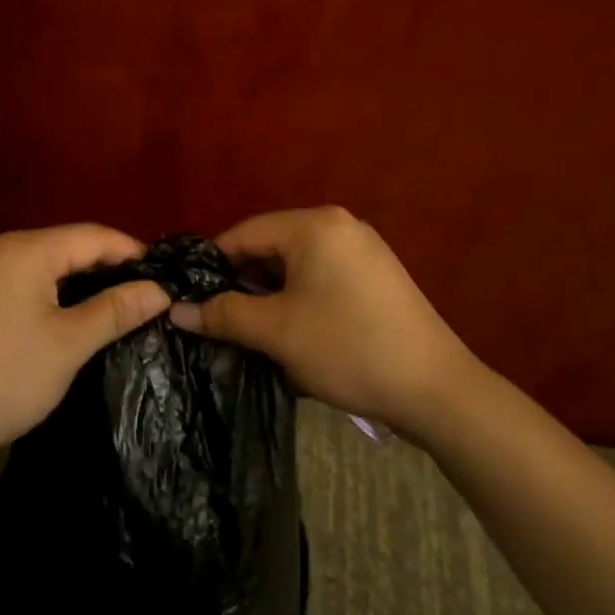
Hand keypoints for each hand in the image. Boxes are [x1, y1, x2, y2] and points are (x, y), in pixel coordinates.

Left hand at [0, 224, 169, 463]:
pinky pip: (27, 279)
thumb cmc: (4, 377)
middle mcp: (2, 248)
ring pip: (48, 263)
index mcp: (26, 249)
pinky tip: (74, 313)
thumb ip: (116, 310)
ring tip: (119, 303)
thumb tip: (160, 291)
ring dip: (83, 279)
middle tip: (147, 291)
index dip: (131, 251)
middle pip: (69, 245)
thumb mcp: (69, 344)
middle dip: (109, 265)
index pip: (92, 235)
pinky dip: (56, 291)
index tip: (165, 273)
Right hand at [170, 206, 477, 439]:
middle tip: (219, 320)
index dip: (212, 265)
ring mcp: (363, 250)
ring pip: (297, 266)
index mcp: (314, 225)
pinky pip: (322, 278)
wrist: (436, 389)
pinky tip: (292, 333)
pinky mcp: (377, 276)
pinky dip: (300, 299)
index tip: (189, 297)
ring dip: (271, 296)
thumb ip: (224, 314)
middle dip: (243, 283)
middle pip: (272, 247)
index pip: (245, 233)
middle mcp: (340, 225)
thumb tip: (177, 311)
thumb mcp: (276, 331)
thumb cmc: (347, 348)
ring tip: (251, 331)